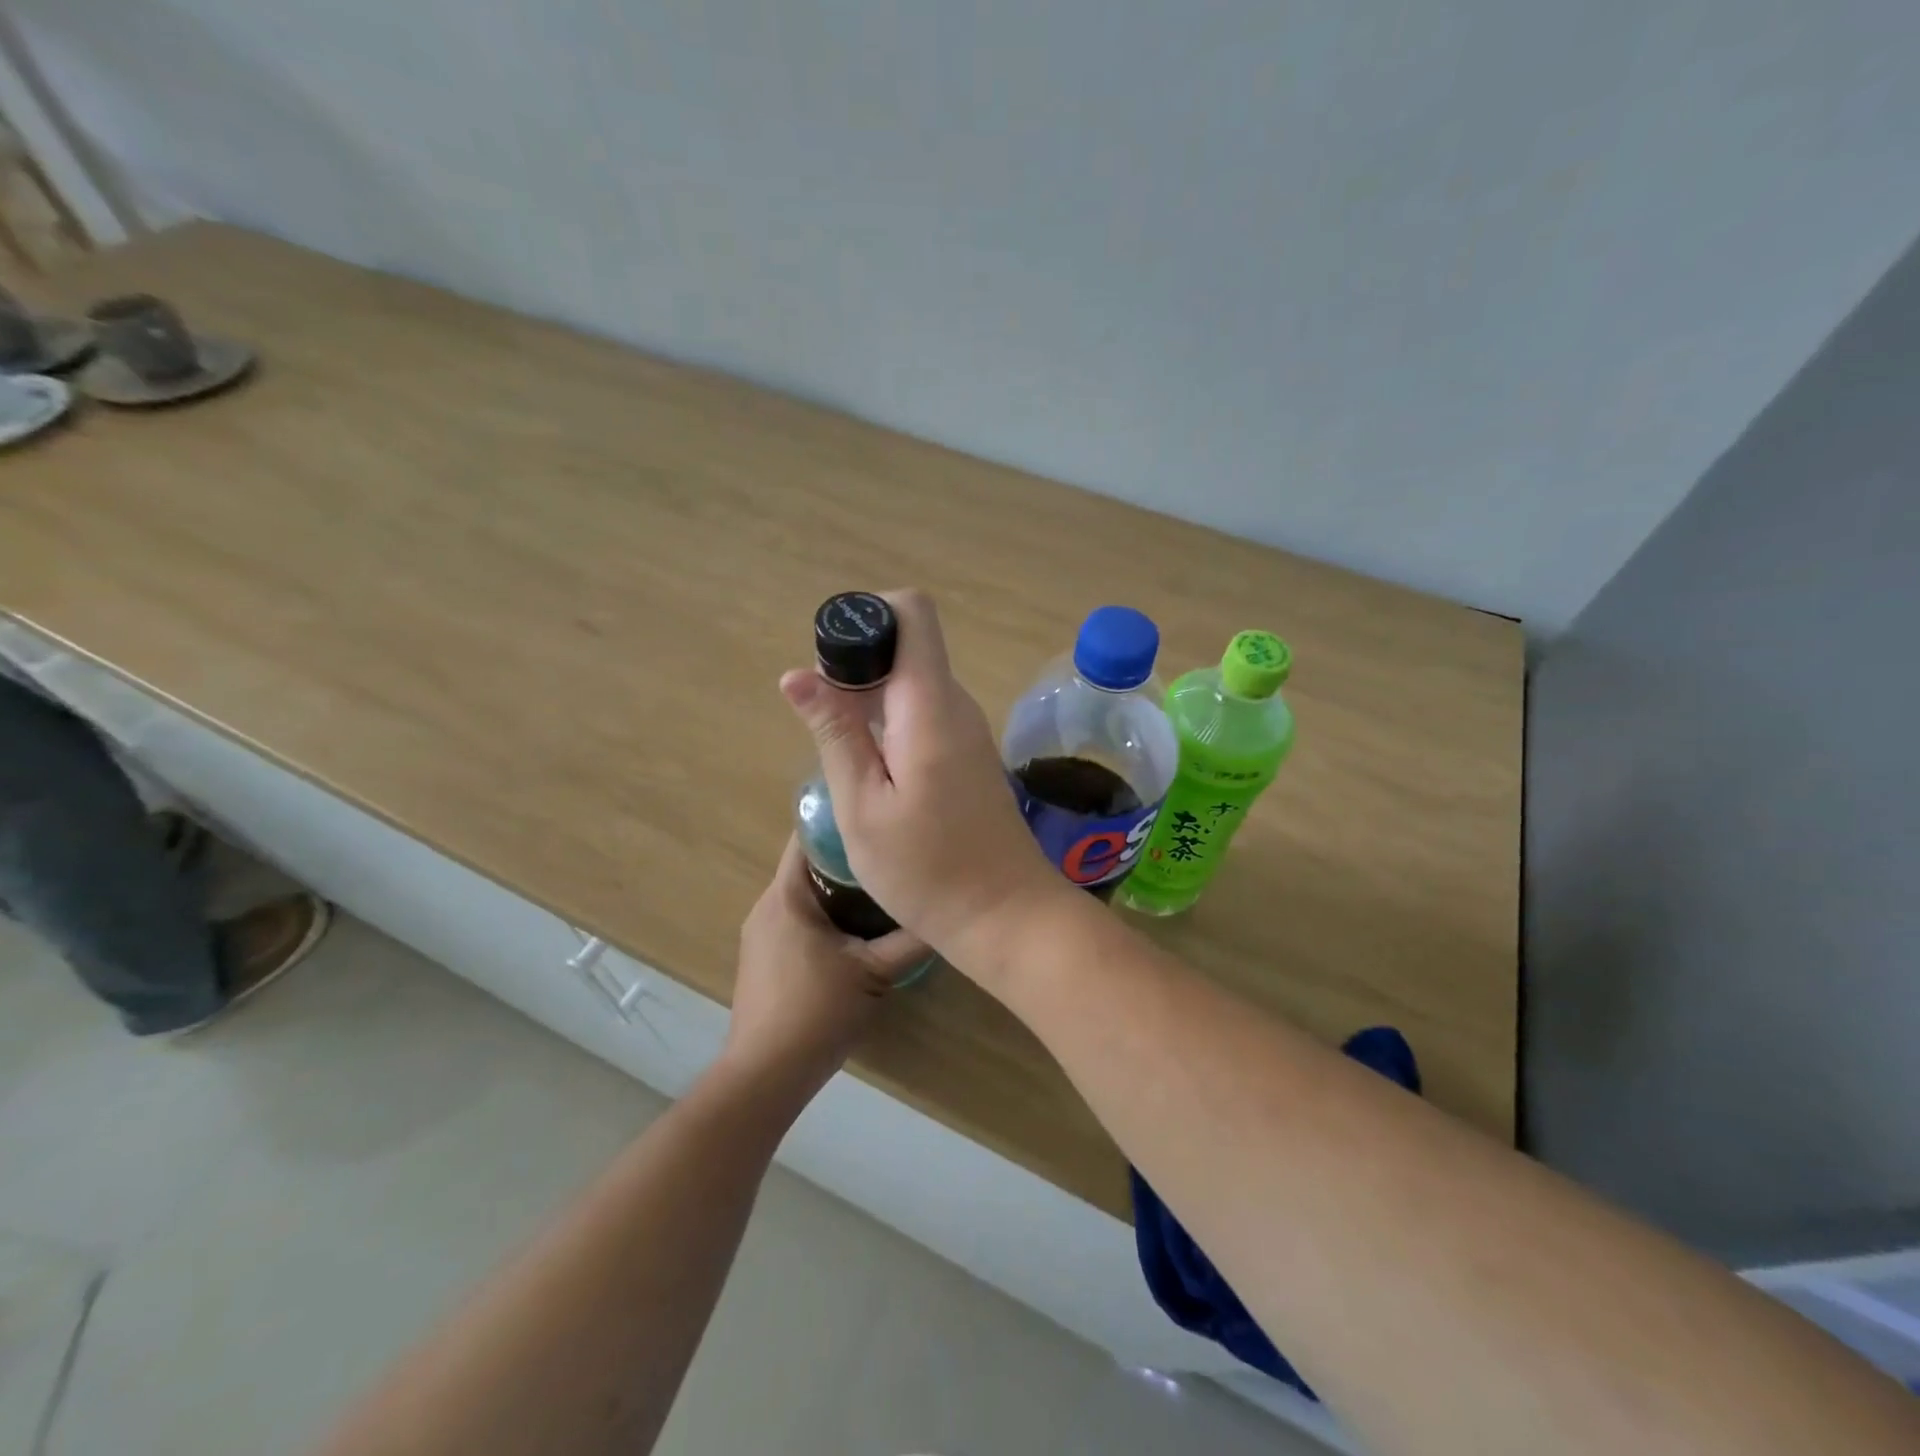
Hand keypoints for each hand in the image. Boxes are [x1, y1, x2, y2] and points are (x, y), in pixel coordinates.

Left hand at [721, 836, 928, 1099]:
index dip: (844, 823)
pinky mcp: (764, 959)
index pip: (808, 836)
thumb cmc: (816, 1012)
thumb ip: (911, 940)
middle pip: (809, 865)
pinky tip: (856, 932)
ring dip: (839, 890)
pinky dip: (826, 916)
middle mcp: (767, 905)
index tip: (880, 820)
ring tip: (882, 890)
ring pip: (805, 895)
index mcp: (787, 896)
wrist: (765, 1074)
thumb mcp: (874, 973)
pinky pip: (798, 919)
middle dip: (850, 859)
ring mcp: (761, 934)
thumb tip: (944, 912)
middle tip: (892, 857)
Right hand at [779, 589, 1064, 957]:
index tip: (832, 663)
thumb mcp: (862, 805)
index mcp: (930, 704)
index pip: (912, 612)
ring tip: (846, 757)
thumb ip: (835, 732)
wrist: (1006, 916)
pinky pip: (924, 714)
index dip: (868, 617)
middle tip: (826, 726)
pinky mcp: (968, 753)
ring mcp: (967, 728)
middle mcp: (955, 703)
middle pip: (907, 645)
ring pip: (912, 682)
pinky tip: (873, 773)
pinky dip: (890, 725)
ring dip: (870, 701)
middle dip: (857, 667)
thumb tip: (797, 673)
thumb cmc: (927, 870)